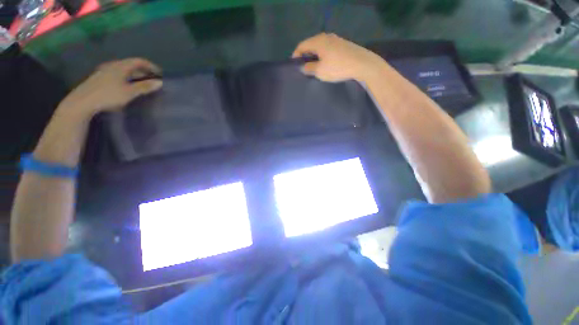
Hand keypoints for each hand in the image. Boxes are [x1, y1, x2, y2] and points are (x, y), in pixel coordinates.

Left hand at [57, 58, 162, 117]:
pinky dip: (126, 77)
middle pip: (131, 64)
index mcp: (121, 66)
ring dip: (134, 74)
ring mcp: (105, 71)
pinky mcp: (100, 78)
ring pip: (123, 69)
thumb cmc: (108, 95)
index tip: (159, 73)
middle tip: (152, 78)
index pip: (139, 61)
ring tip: (141, 82)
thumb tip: (160, 82)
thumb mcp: (129, 92)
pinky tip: (127, 85)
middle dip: (143, 70)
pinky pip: (117, 74)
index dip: (150, 66)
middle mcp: (113, 65)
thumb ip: (144, 87)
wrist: (83, 101)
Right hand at [292, 33, 386, 82]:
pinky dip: (322, 55)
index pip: (302, 46)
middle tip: (303, 67)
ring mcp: (335, 39)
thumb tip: (303, 67)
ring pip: (319, 46)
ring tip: (313, 67)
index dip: (296, 55)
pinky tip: (324, 63)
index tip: (294, 65)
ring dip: (314, 55)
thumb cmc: (338, 67)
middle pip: (310, 44)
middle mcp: (325, 37)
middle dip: (305, 55)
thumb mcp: (320, 71)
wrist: (361, 64)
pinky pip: (327, 48)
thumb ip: (309, 68)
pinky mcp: (342, 44)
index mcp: (318, 41)